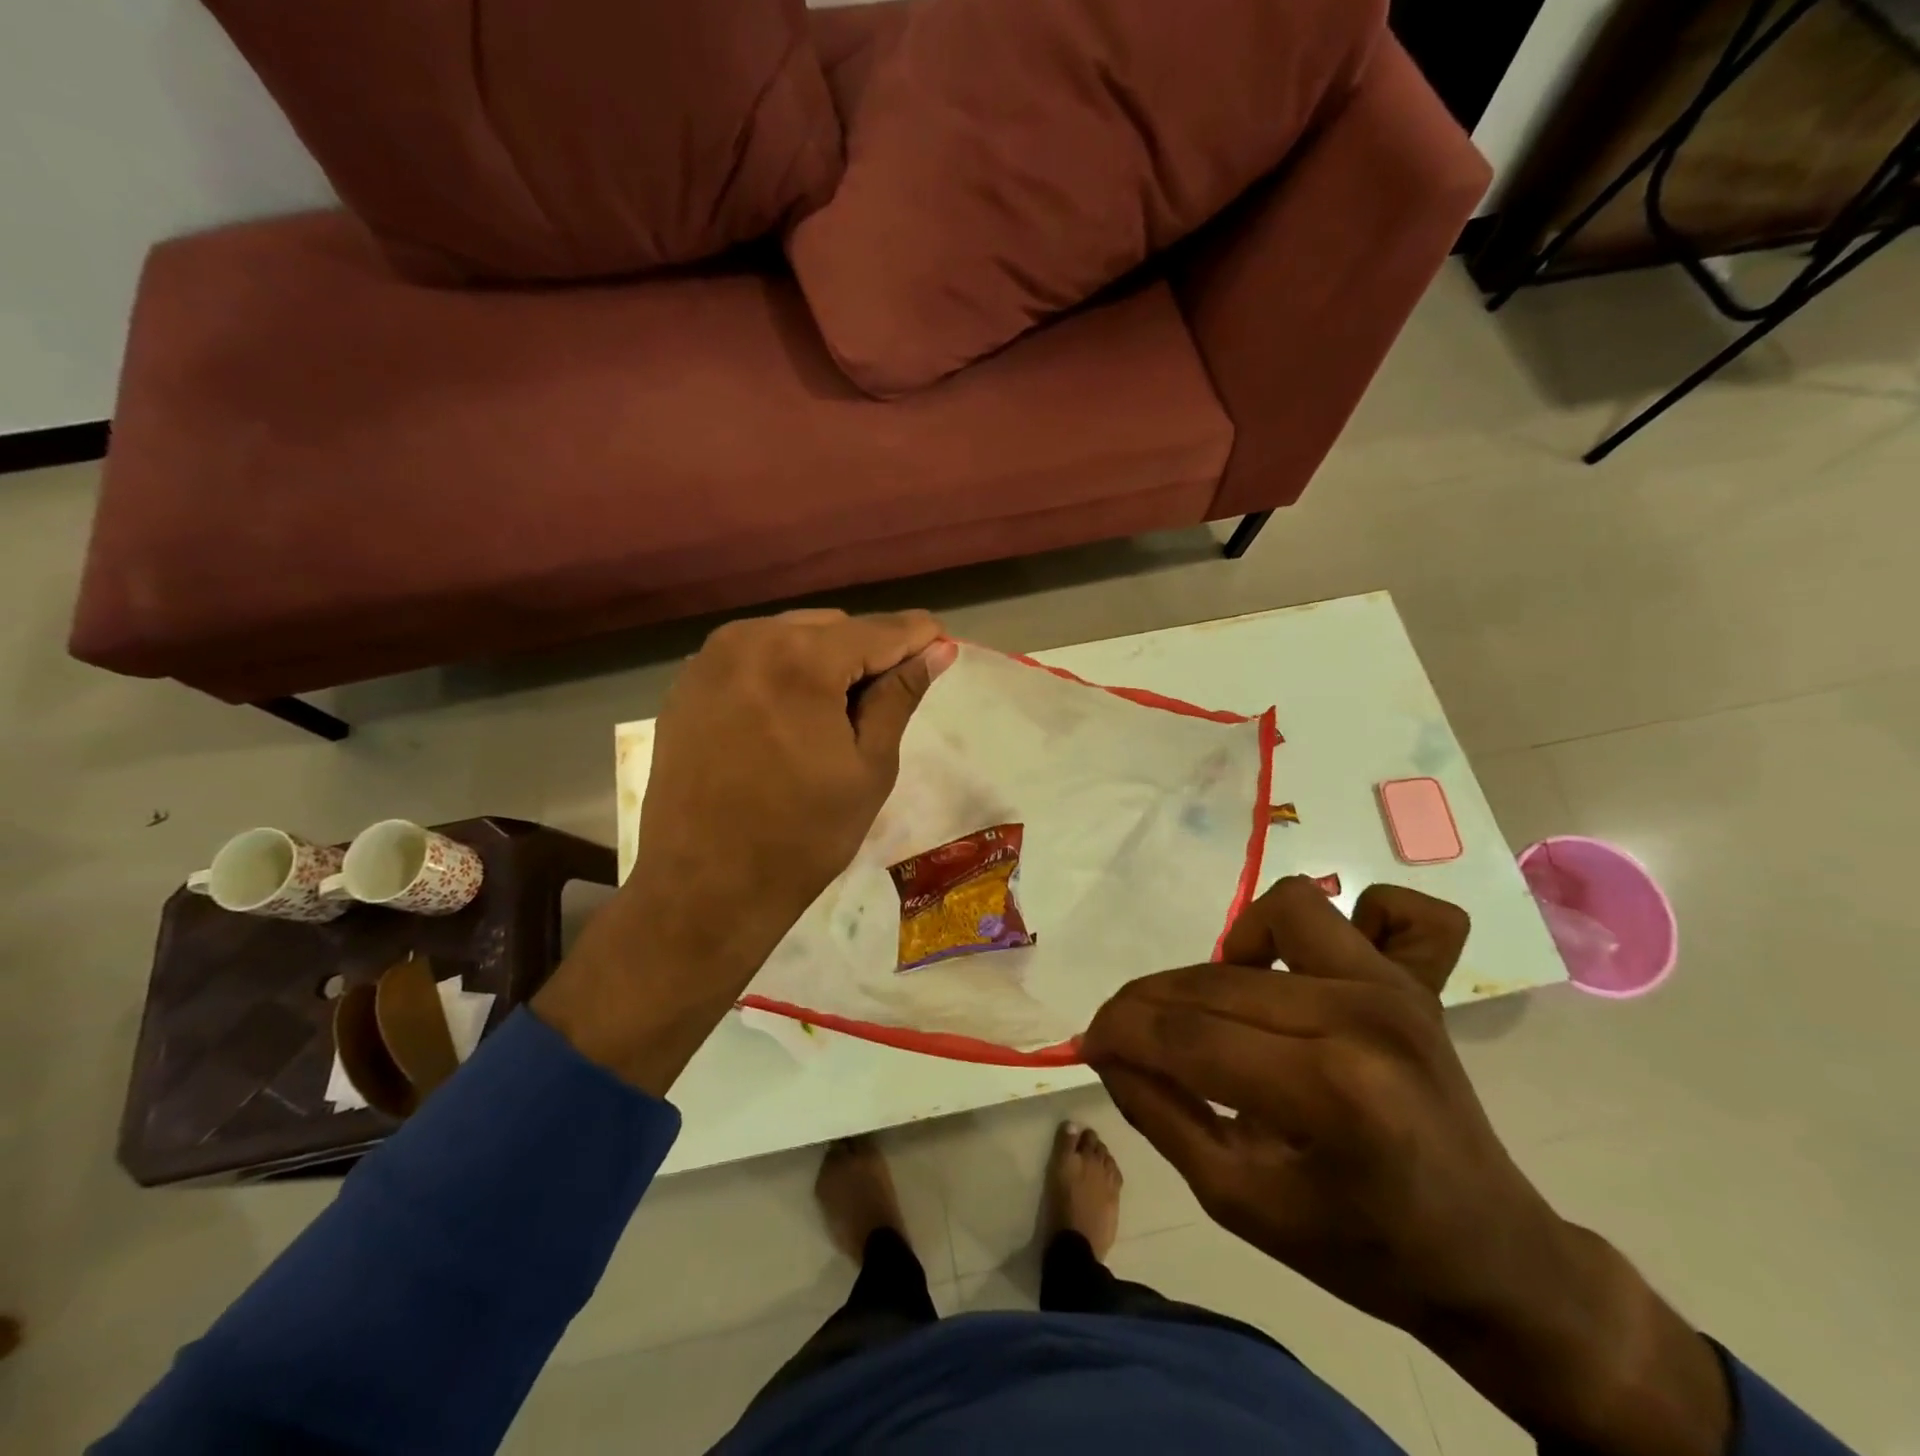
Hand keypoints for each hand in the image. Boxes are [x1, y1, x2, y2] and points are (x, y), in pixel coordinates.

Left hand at [537, 608, 952, 1094]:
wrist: (704, 887)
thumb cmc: (802, 836)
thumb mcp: (869, 767)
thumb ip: (899, 696)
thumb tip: (936, 649)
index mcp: (800, 660)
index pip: (877, 631)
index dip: (917, 636)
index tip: (944, 645)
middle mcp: (749, 640)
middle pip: (832, 627)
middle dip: (867, 652)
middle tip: (887, 699)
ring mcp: (709, 659)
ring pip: (790, 636)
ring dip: (824, 660)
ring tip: (838, 714)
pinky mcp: (687, 684)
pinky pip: (753, 657)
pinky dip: (783, 672)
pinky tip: (791, 717)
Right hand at [1083, 878, 1729, 1455]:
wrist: (1491, 1255)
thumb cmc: (1361, 1247)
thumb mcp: (1238, 1202)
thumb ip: (1160, 1115)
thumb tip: (1108, 1050)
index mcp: (1328, 1092)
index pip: (1187, 1036)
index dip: (1120, 1033)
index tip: (1088, 1043)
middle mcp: (1364, 1017)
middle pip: (1217, 981)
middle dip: (1147, 1004)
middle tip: (1128, 1037)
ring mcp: (1396, 987)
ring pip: (1284, 909)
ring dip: (1234, 952)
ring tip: (1226, 1007)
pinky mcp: (1416, 978)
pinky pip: (1382, 907)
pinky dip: (1344, 929)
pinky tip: (1304, 971)